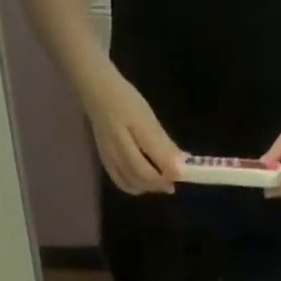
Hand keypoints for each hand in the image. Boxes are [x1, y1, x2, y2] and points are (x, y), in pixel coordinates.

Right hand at [81, 67, 180, 194]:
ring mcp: (110, 160)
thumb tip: (180, 168)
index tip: (182, 175)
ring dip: (149, 187)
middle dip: (159, 183)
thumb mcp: (147, 117)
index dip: (166, 173)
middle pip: (141, 177)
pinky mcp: (106, 163)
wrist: (97, 93)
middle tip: (172, 182)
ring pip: (132, 183)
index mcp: (129, 136)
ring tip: (161, 182)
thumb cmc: (126, 101)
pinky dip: (135, 187)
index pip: (150, 165)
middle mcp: (118, 152)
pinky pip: (122, 183)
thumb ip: (163, 144)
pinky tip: (144, 183)